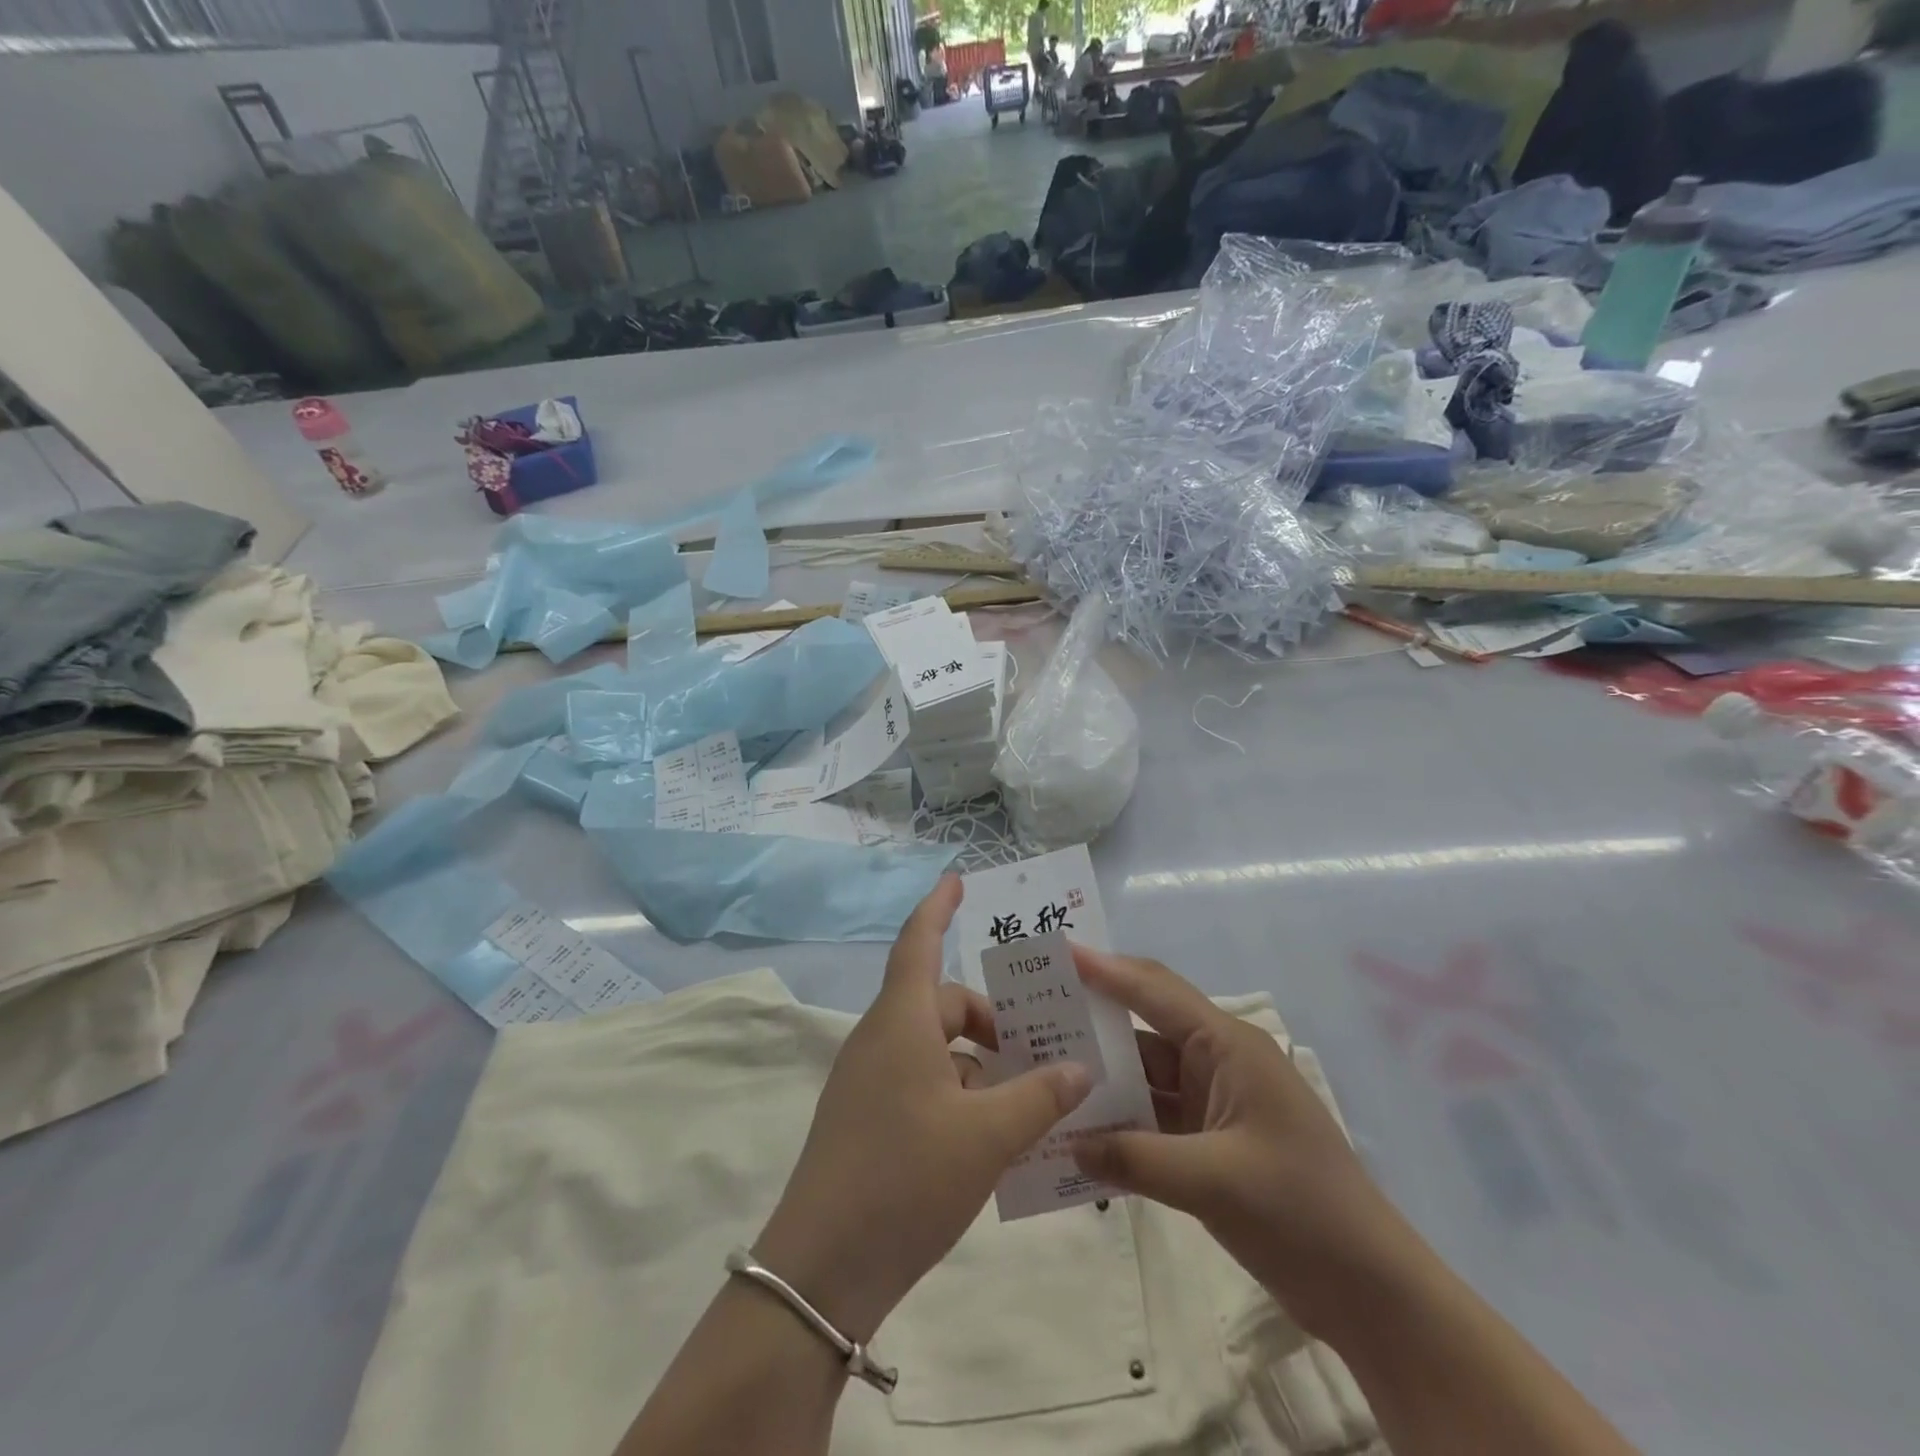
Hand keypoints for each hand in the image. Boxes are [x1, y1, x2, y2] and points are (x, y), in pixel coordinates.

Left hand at [755, 875, 1092, 1341]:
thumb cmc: (905, 1179)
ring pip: (935, 1047)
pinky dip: (959, 1092)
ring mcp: (869, 1080)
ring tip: (1029, 1098)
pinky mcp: (866, 1117)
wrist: (821, 1270)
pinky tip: (993, 1134)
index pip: (919, 942)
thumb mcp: (986, 1137)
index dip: (938, 907)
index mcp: (901, 1021)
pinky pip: (921, 1081)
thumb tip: (1077, 1068)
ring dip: (979, 1062)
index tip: (956, 881)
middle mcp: (881, 1039)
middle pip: (942, 1003)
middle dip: (991, 1019)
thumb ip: (1038, 1097)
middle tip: (1041, 1049)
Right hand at [1069, 947, 1422, 1340]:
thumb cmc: (1301, 1212)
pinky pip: (1153, 1117)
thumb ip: (1133, 1158)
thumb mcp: (1213, 1180)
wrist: (1371, 1291)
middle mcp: (1218, 1061)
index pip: (1154, 991)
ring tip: (1043, 1069)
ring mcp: (1214, 1102)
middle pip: (1144, 1027)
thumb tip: (1066, 1144)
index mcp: (1228, 1046)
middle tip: (1034, 1012)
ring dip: (1102, 1077)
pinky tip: (1080, 1129)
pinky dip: (1120, 1121)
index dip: (1104, 969)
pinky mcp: (1210, 1141)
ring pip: (1145, 1075)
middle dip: (1093, 1019)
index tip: (1056, 954)